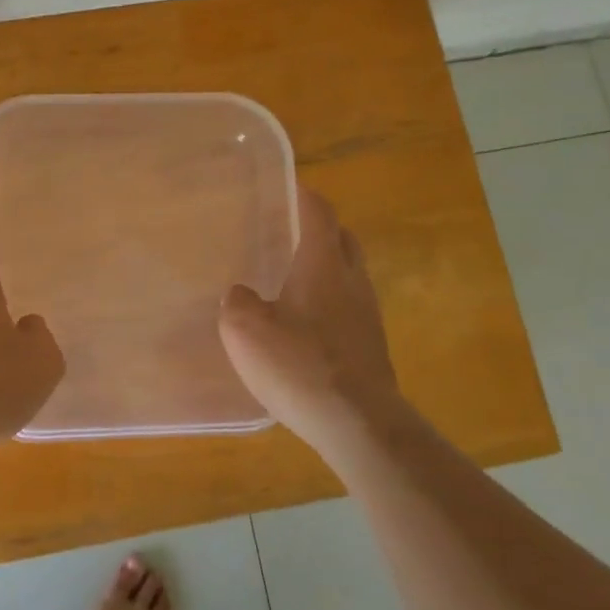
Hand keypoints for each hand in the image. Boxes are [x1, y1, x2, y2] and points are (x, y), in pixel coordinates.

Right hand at [219, 187, 400, 456]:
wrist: (358, 423)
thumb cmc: (299, 365)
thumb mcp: (245, 330)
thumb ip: (238, 303)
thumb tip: (242, 294)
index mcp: (323, 265)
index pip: (319, 214)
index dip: (305, 196)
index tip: (291, 186)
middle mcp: (352, 281)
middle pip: (343, 240)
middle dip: (321, 229)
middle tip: (291, 231)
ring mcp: (368, 316)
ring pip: (350, 275)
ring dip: (327, 268)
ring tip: (294, 278)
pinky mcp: (372, 347)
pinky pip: (350, 309)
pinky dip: (331, 303)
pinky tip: (307, 325)